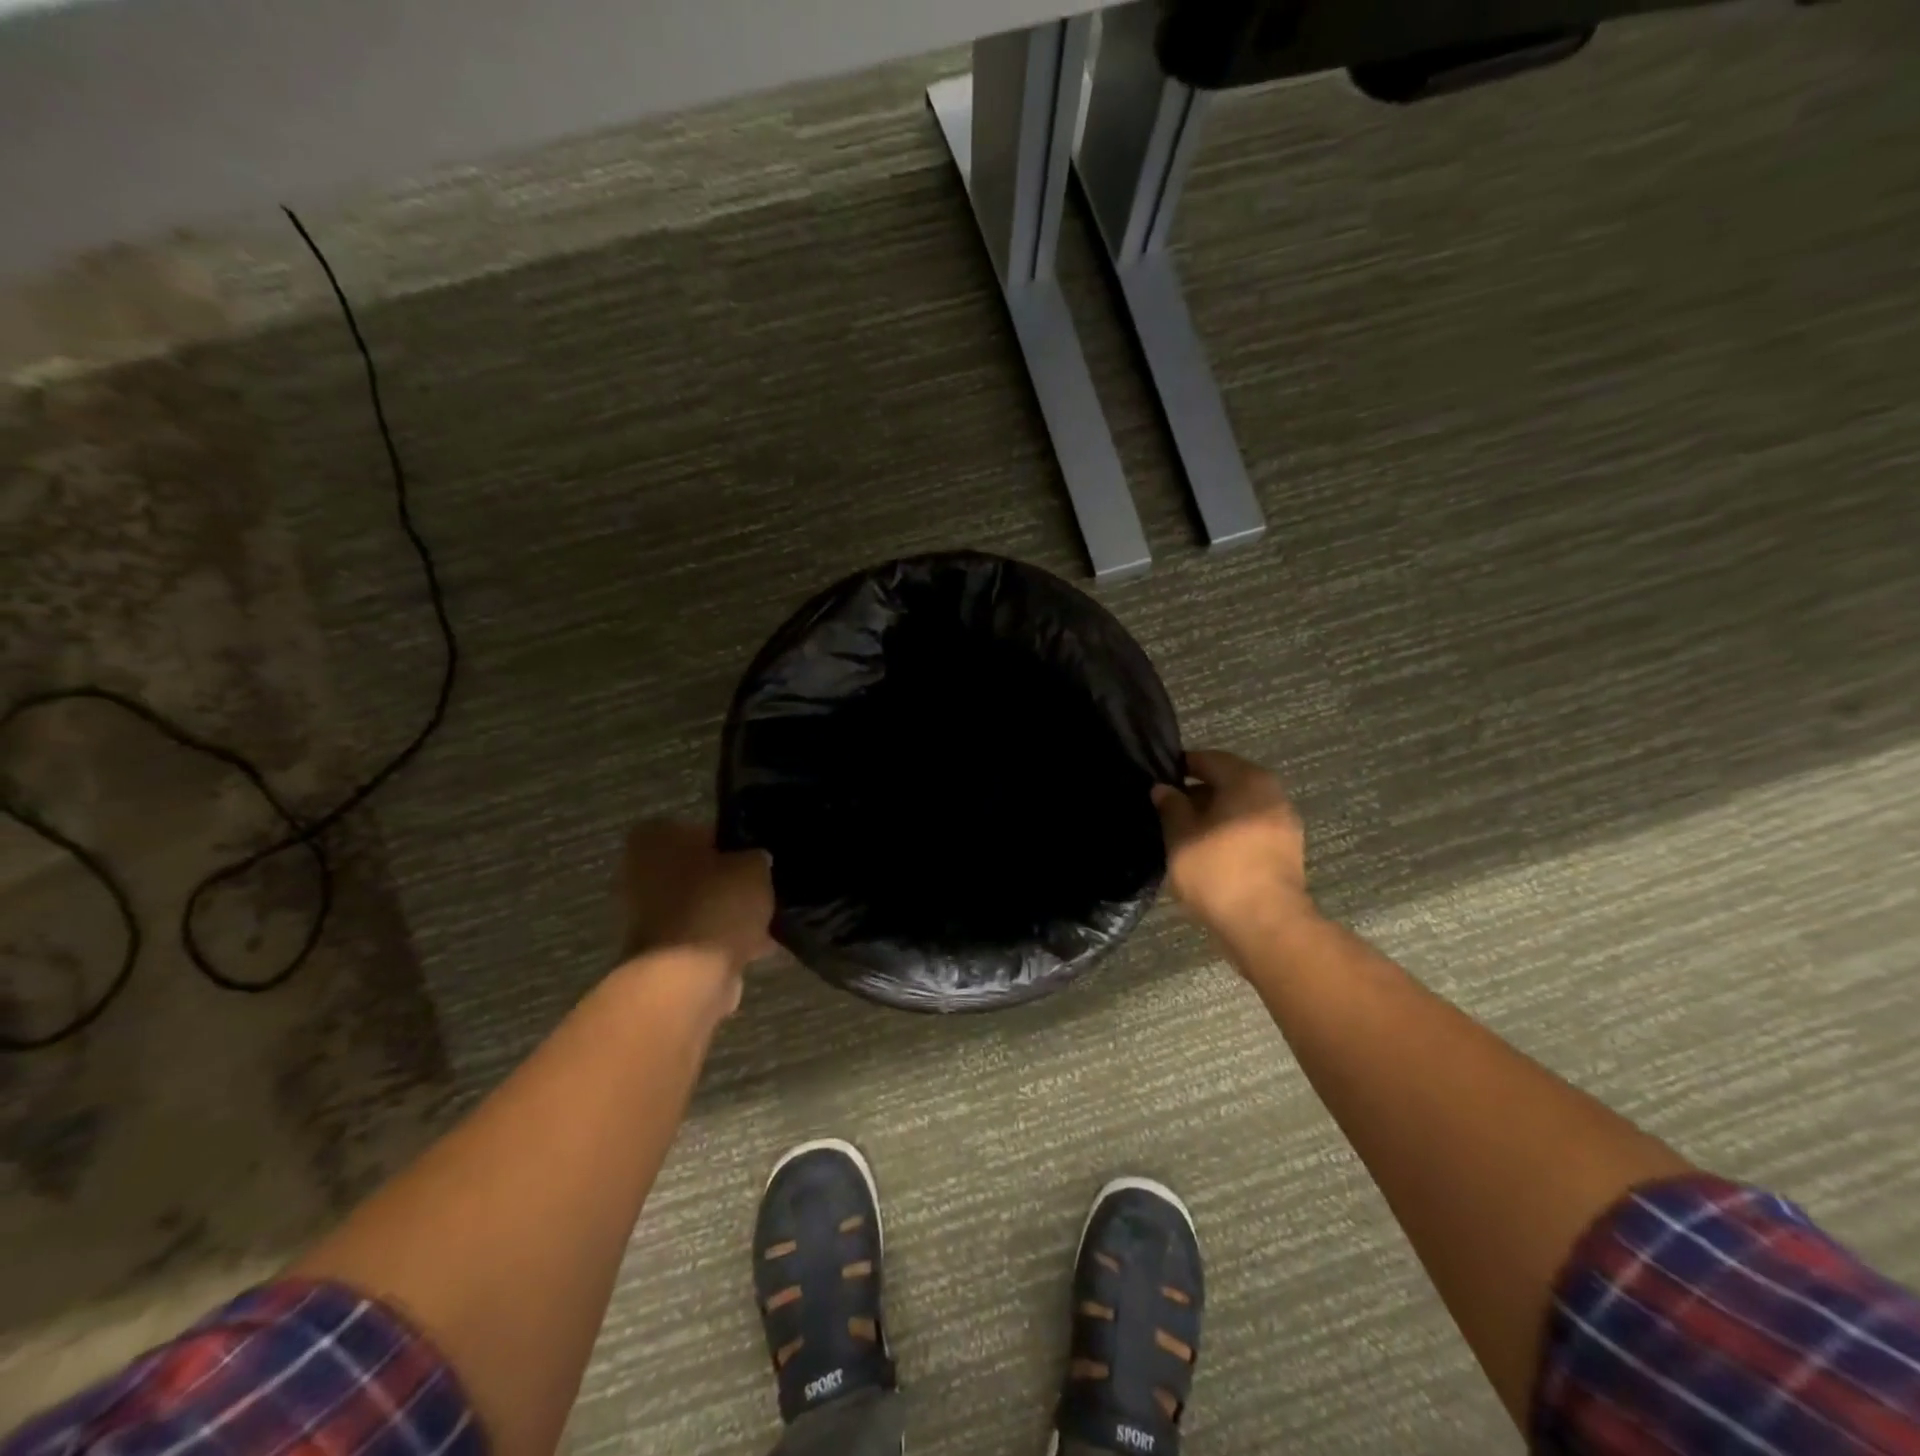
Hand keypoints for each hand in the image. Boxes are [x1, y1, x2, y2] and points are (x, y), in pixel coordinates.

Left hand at [619, 821, 774, 973]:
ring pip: (700, 905)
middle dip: (728, 882)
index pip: (703, 830)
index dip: (735, 844)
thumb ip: (755, 857)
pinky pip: (699, 937)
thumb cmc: (716, 905)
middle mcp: (640, 870)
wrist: (687, 977)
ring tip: (765, 921)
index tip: (758, 860)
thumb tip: (755, 862)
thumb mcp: (754, 865)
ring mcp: (644, 914)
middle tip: (763, 889)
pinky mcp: (658, 951)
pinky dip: (722, 942)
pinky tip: (756, 946)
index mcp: (656, 835)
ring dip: (727, 914)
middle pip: (699, 870)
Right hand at [1153, 750, 1313, 941]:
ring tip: (1184, 832)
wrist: (1266, 924)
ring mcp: (1285, 822)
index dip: (1181, 767)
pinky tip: (1208, 850)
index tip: (1158, 780)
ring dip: (1214, 814)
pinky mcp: (1287, 850)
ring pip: (1240, 806)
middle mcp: (1273, 793)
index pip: (1209, 759)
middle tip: (1168, 808)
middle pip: (1228, 781)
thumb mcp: (1180, 836)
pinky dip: (1229, 831)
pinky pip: (1251, 828)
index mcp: (1248, 780)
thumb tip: (1163, 788)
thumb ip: (1170, 806)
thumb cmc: (1217, 871)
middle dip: (1198, 792)